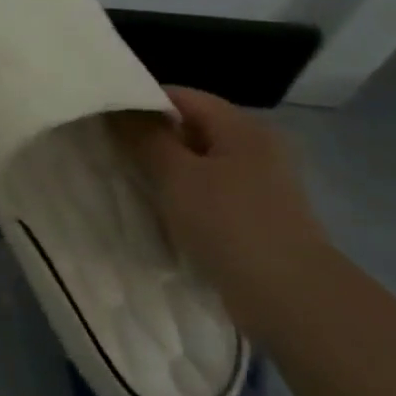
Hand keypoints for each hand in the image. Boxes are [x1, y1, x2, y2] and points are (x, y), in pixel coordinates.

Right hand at [112, 86, 330, 327]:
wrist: (291, 298)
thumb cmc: (230, 224)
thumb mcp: (176, 175)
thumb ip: (145, 137)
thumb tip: (119, 109)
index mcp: (242, 126)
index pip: (181, 96)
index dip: (140, 102)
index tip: (104, 120)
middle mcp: (256, 147)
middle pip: (191, 127)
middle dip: (151, 138)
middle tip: (110, 150)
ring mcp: (260, 183)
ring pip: (198, 162)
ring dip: (165, 170)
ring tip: (128, 180)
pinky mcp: (256, 216)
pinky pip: (210, 191)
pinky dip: (184, 195)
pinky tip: (160, 210)